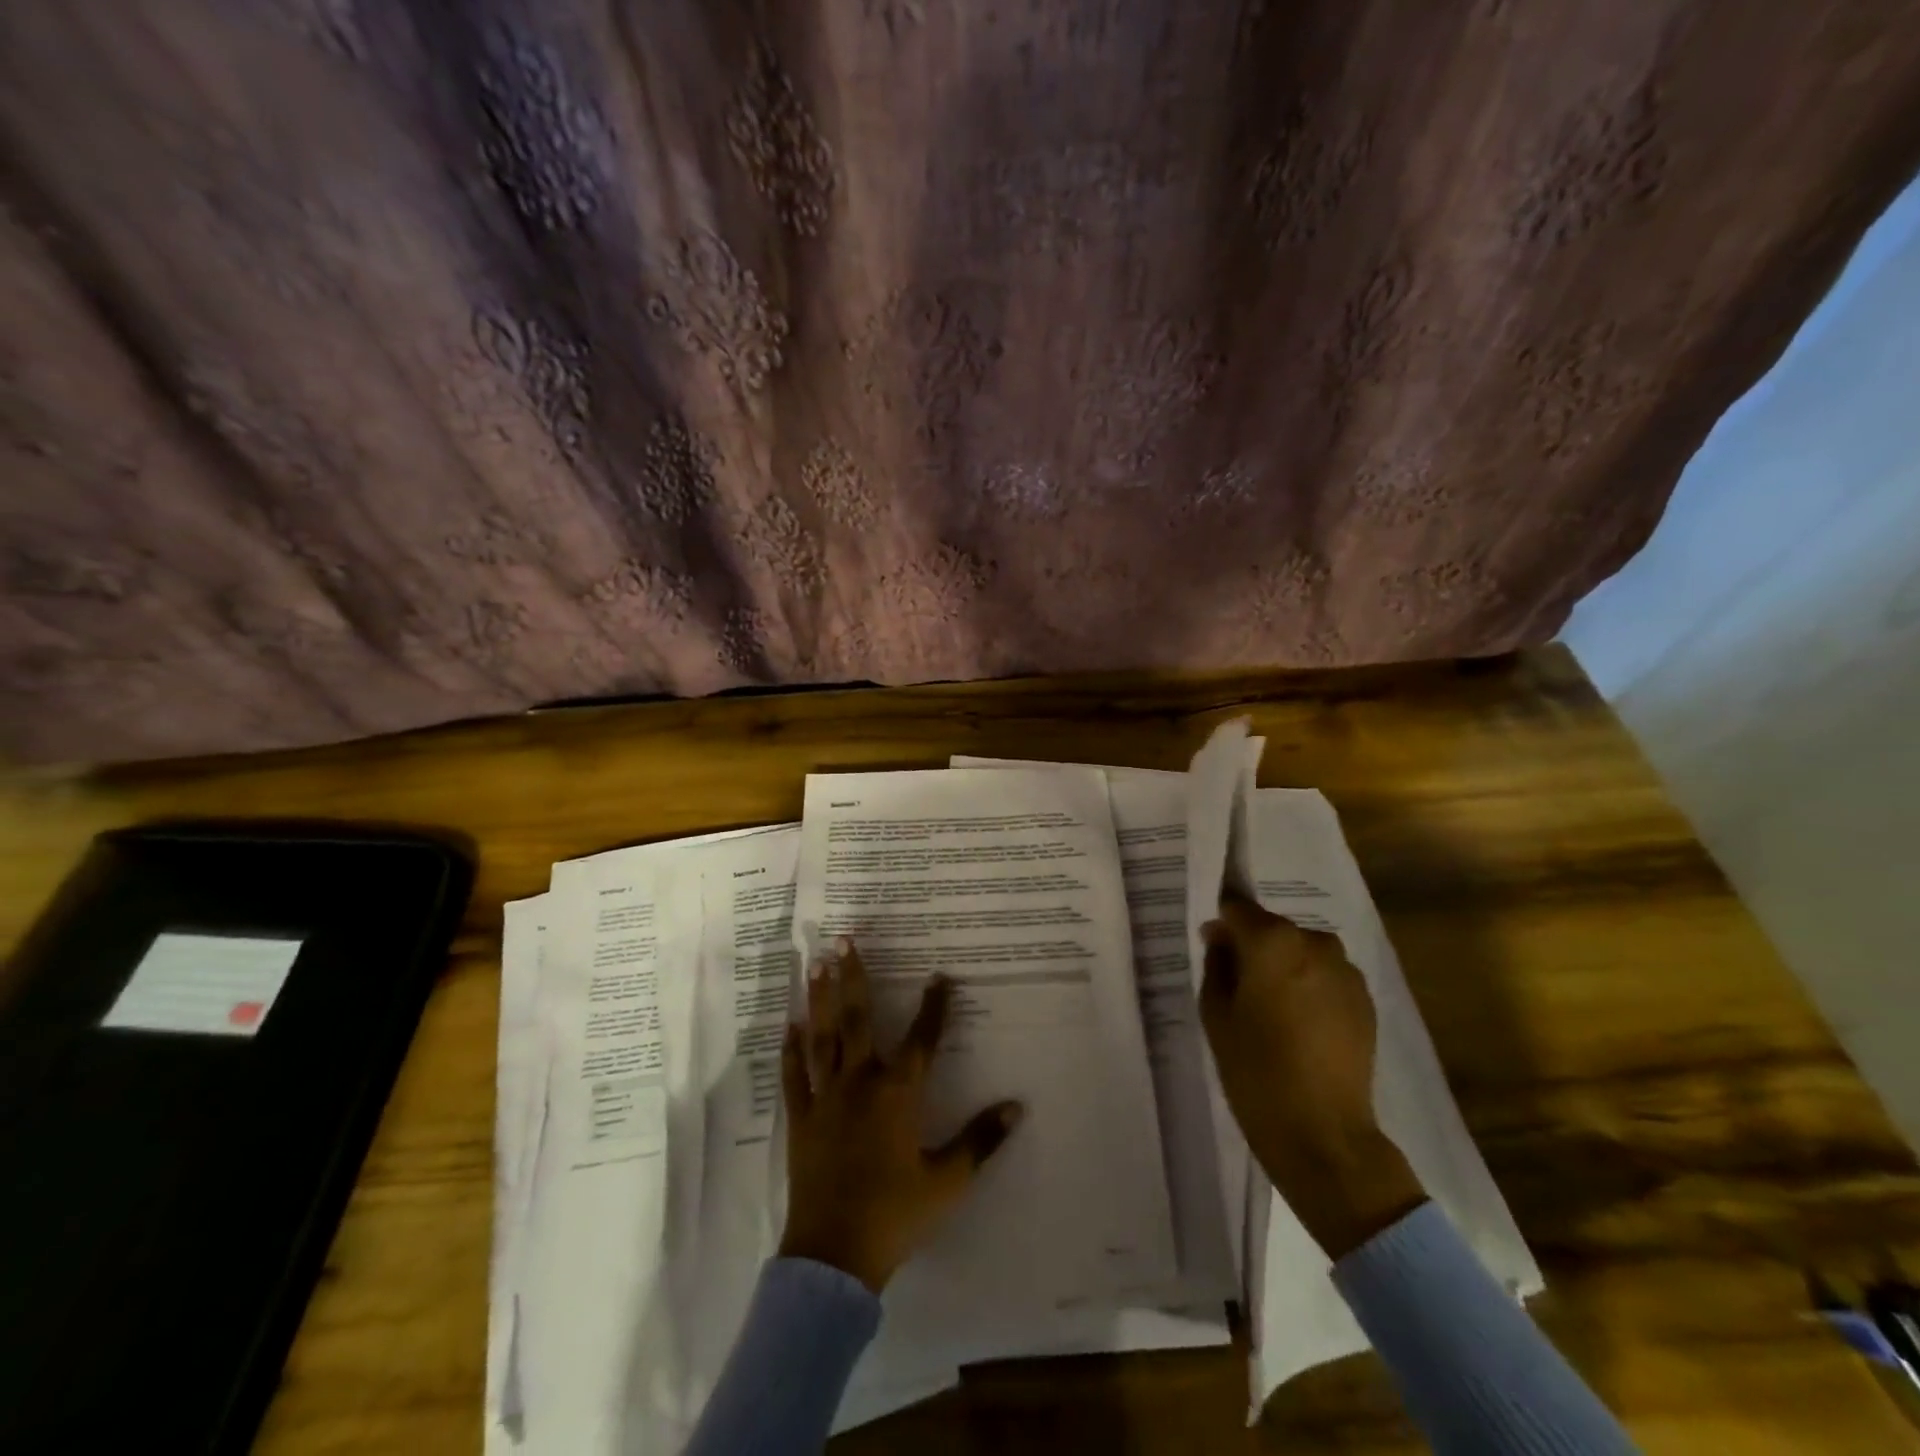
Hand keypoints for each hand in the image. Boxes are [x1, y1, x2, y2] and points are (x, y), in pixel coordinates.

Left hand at [778, 939, 1023, 1291]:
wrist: (834, 1255)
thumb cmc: (896, 1213)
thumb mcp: (948, 1180)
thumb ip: (982, 1140)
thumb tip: (1018, 1106)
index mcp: (898, 1094)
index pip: (922, 1039)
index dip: (934, 1006)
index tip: (939, 976)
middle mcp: (860, 1082)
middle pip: (857, 1019)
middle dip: (854, 976)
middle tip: (843, 939)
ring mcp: (825, 1098)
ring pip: (822, 1037)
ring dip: (820, 999)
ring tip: (816, 965)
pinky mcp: (800, 1118)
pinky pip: (793, 1076)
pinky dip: (789, 1050)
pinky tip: (788, 1025)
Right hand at [1200, 891, 1425, 1258]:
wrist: (1322, 1132)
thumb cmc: (1254, 1069)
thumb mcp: (1216, 1013)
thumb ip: (1217, 964)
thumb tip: (1221, 937)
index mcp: (1273, 941)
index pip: (1237, 908)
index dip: (1222, 925)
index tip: (1213, 947)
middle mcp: (1314, 943)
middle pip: (1273, 929)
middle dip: (1254, 947)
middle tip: (1239, 986)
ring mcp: (1345, 971)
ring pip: (1301, 951)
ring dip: (1284, 967)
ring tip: (1272, 1009)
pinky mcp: (1365, 999)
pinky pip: (1325, 976)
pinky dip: (1310, 987)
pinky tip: (1300, 1024)